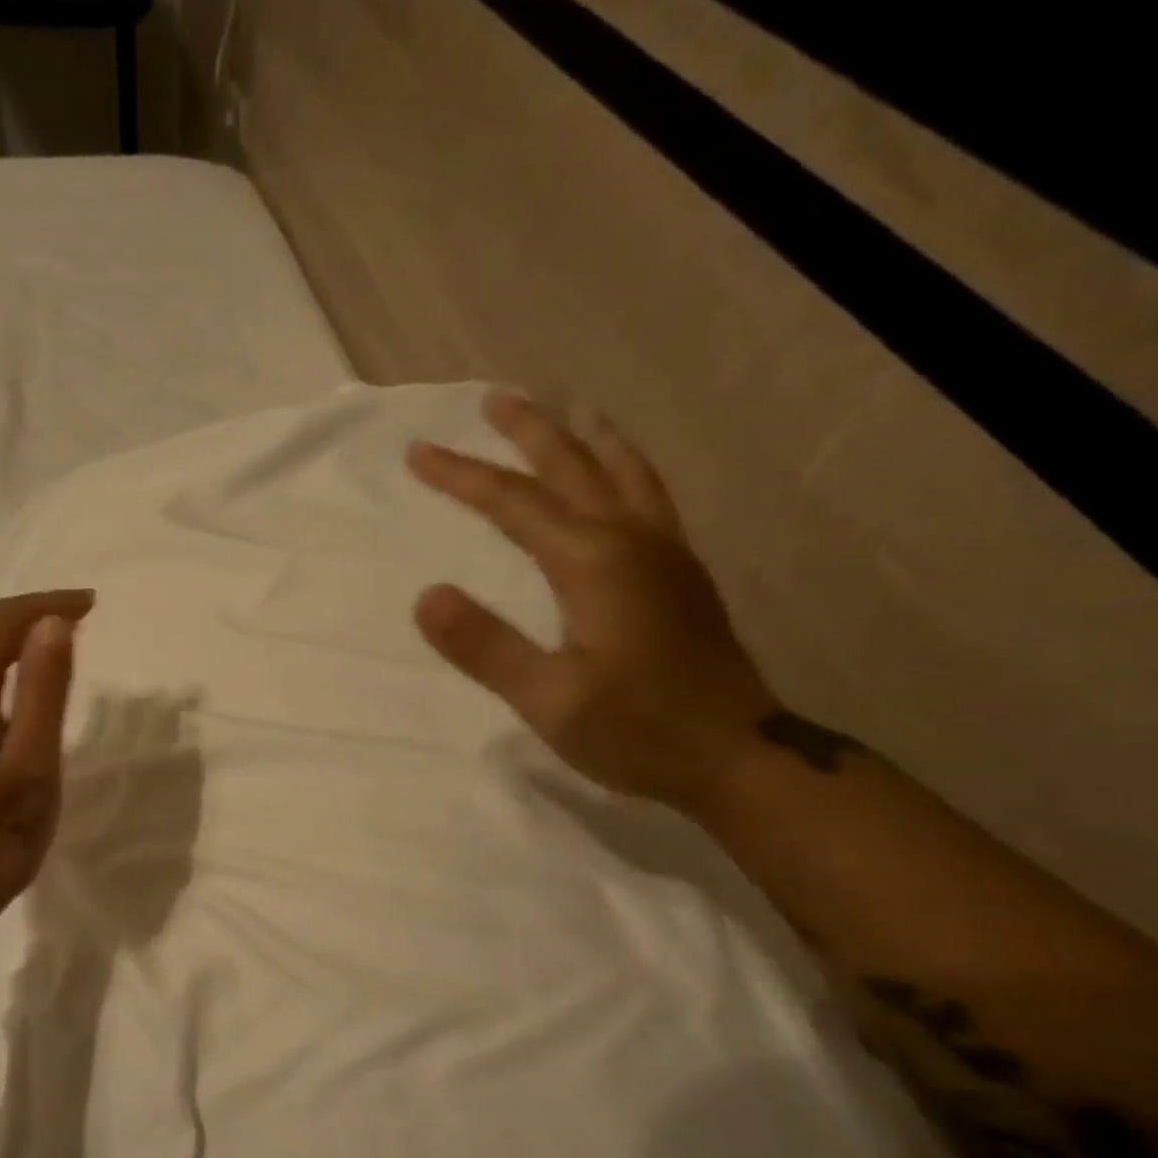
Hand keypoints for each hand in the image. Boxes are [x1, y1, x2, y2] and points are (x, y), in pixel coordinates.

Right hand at [408, 390, 774, 811]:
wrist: (738, 757)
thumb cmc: (638, 732)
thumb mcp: (549, 700)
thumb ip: (486, 646)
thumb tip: (426, 596)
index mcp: (594, 562)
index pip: (514, 503)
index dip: (463, 476)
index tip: (419, 452)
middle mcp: (632, 540)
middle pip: (573, 466)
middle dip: (528, 431)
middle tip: (493, 400)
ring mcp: (666, 553)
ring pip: (622, 470)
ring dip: (585, 437)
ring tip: (564, 412)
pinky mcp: (681, 574)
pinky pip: (647, 494)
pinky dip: (622, 465)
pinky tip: (617, 475)